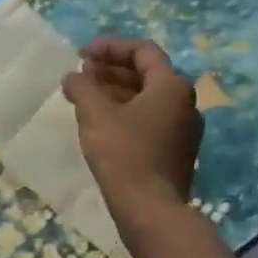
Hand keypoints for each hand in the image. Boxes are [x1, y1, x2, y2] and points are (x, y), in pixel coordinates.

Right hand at [62, 38, 203, 248]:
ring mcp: (183, 129)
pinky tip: (99, 121)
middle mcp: (185, 103)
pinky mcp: (175, 151)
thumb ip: (82, 86)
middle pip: (146, 73)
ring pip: (146, 97)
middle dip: (111, 69)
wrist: (151, 211)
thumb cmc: (124, 153)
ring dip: (115, 90)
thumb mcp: (95, 113)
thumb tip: (73, 76)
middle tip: (82, 74)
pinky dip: (124, 111)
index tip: (82, 55)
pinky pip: (149, 118)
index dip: (110, 47)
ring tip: (85, 95)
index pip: (142, 51)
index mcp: (172, 86)